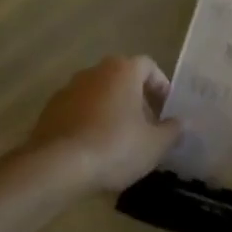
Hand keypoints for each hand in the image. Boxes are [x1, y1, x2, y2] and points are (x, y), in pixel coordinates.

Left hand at [27, 55, 182, 192]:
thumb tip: (181, 123)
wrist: (57, 165)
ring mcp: (68, 89)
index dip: (161, 86)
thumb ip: (172, 130)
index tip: (166, 110)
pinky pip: (79, 110)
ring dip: (112, 110)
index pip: (148, 66)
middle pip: (122, 78)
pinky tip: (94, 148)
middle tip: (147, 126)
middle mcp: (94, 71)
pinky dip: (90, 121)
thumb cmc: (115, 147)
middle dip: (137, 99)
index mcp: (122, 71)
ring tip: (121, 140)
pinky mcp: (50, 110)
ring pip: (99, 94)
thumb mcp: (155, 144)